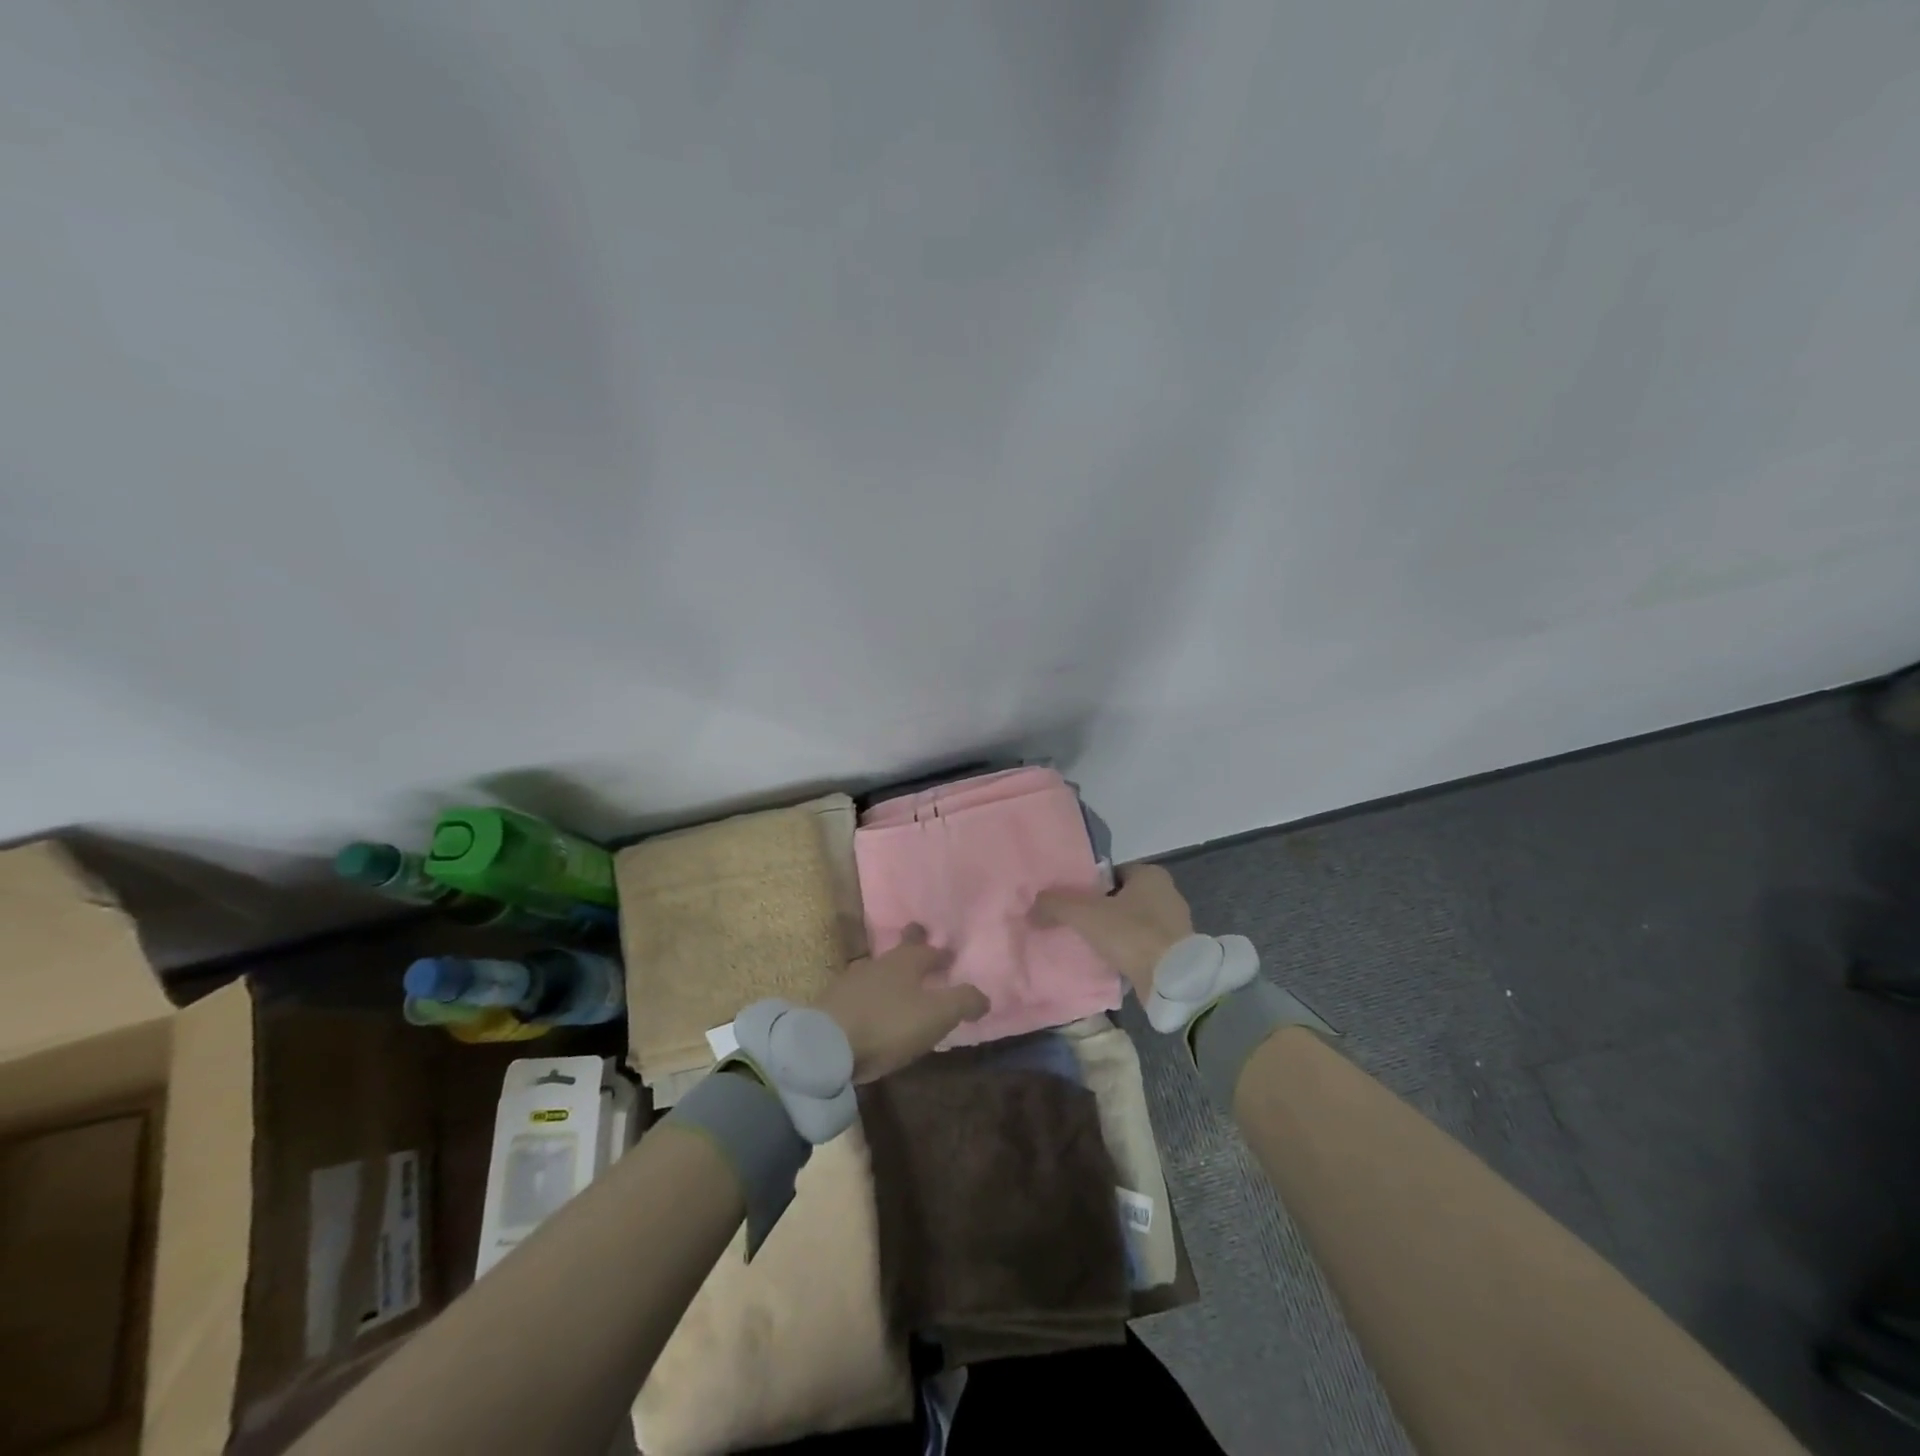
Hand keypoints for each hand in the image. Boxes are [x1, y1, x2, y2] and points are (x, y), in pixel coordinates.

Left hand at [814, 925, 988, 1082]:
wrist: (827, 1044)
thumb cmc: (888, 1024)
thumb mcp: (936, 1015)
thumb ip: (963, 1001)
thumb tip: (985, 996)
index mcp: (906, 962)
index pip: (928, 950)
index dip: (940, 953)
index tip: (948, 954)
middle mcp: (879, 963)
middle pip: (899, 952)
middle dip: (911, 948)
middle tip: (918, 941)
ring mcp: (852, 981)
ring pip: (878, 971)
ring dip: (890, 974)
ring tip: (898, 983)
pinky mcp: (833, 1003)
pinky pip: (860, 993)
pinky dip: (871, 996)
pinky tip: (872, 1008)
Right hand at [1029, 862, 1193, 999]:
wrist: (1172, 980)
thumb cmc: (1131, 933)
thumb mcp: (1085, 914)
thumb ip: (1056, 904)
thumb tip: (1033, 905)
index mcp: (1151, 874)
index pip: (1112, 873)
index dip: (1090, 886)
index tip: (1073, 902)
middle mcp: (1168, 893)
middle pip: (1123, 897)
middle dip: (1102, 910)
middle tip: (1077, 924)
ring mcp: (1176, 924)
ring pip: (1134, 922)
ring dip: (1115, 932)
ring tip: (1090, 945)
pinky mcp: (1178, 951)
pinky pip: (1144, 944)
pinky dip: (1129, 951)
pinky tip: (1111, 962)